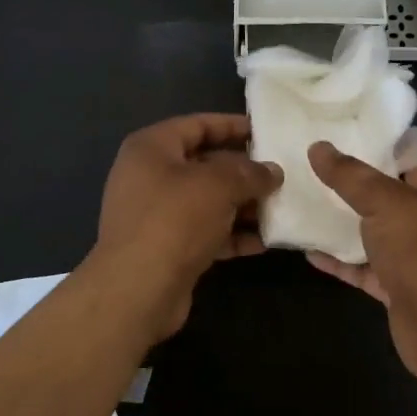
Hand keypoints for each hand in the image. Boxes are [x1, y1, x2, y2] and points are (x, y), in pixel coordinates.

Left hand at [95, 114, 281, 335]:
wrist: (137, 291)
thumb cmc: (174, 220)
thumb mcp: (218, 186)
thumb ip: (249, 173)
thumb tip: (273, 172)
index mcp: (152, 148)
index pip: (197, 125)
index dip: (232, 125)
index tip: (265, 131)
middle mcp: (149, 176)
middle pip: (204, 164)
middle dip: (243, 171)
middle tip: (279, 174)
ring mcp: (155, 214)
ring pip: (207, 201)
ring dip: (242, 205)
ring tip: (279, 208)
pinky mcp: (166, 248)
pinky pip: (204, 232)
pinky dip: (231, 235)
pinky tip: (262, 242)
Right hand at [306, 142, 416, 414]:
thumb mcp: (387, 202)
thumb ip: (350, 176)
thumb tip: (318, 147)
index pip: (401, 147)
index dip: (370, 134)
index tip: (330, 122)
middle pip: (379, 187)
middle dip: (345, 176)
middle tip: (301, 157)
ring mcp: (408, 251)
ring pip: (366, 227)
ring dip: (336, 217)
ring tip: (294, 196)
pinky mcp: (393, 284)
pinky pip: (359, 265)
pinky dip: (336, 258)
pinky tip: (304, 247)